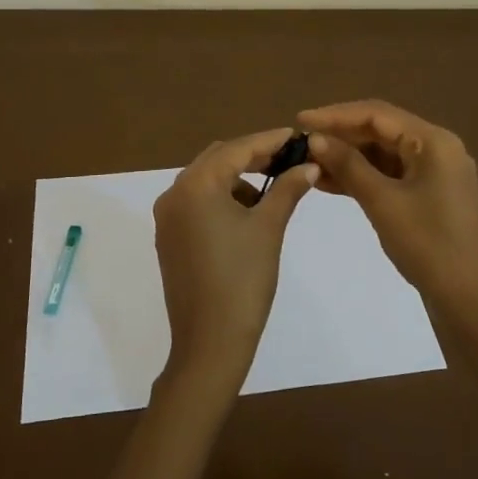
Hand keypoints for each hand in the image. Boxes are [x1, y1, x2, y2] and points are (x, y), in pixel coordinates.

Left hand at [153, 129, 319, 390]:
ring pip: (206, 180)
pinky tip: (248, 213)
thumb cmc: (243, 280)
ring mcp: (167, 217)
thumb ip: (287, 189)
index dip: (269, 140)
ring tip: (273, 191)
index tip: (298, 136)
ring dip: (238, 178)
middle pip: (218, 159)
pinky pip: (197, 203)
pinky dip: (222, 199)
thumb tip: (309, 165)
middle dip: (253, 156)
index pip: (237, 149)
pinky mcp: (169, 238)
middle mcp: (174, 193)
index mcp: (195, 185)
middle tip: (289, 159)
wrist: (210, 342)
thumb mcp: (269, 229)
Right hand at [297, 100, 477, 320]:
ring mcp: (435, 172)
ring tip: (309, 162)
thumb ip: (348, 165)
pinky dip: (362, 176)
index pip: (377, 114)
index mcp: (434, 141)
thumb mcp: (382, 201)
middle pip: (381, 130)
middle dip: (341, 136)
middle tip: (302, 144)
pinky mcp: (429, 194)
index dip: (335, 115)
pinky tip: (329, 182)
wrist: (466, 300)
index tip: (300, 121)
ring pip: (383, 153)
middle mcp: (438, 148)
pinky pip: (390, 174)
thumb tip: (315, 138)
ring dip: (348, 157)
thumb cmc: (426, 245)